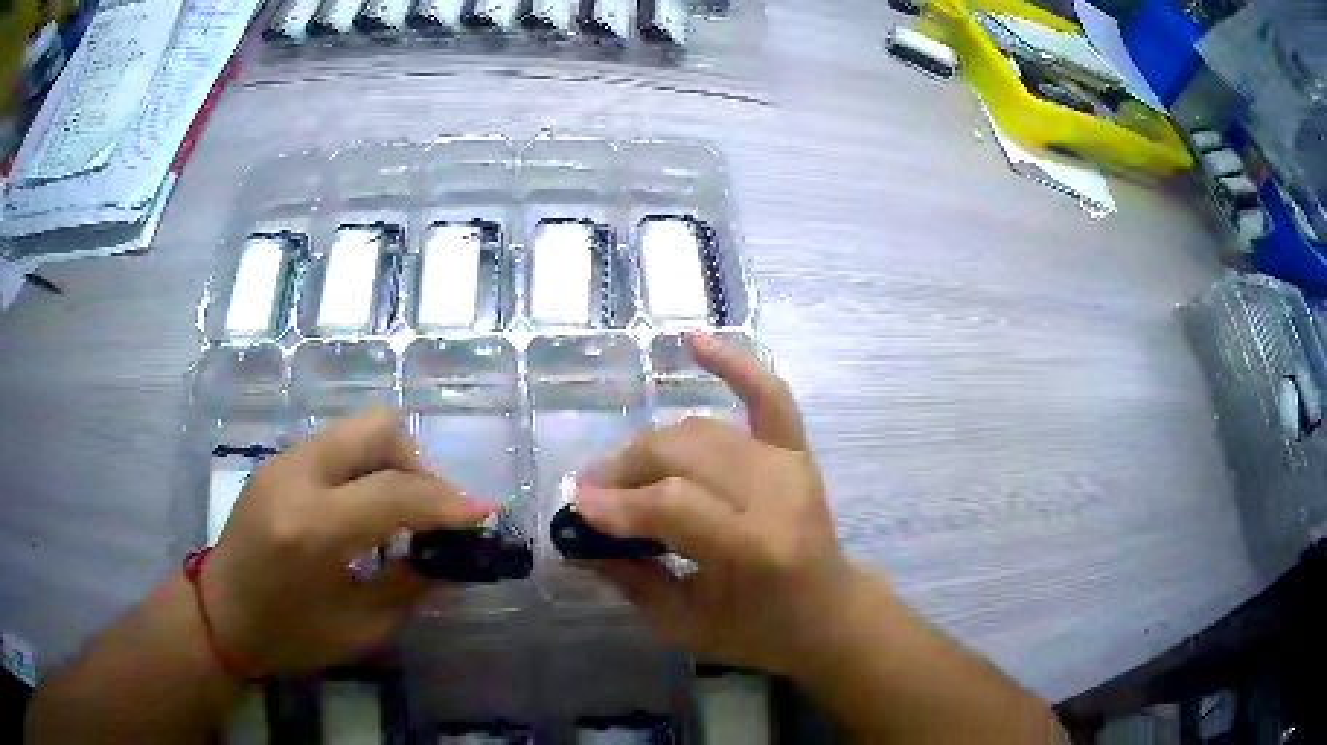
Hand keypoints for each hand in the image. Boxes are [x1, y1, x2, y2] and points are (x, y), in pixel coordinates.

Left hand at [203, 409, 494, 674]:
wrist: (219, 614)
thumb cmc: (286, 635)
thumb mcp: (358, 628)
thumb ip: (409, 586)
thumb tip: (451, 559)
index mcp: (313, 528)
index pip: (395, 493)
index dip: (447, 502)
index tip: (483, 515)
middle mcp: (296, 477)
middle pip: (377, 428)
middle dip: (418, 463)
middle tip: (428, 511)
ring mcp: (282, 461)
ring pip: (357, 429)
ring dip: (391, 463)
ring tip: (396, 514)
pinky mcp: (277, 461)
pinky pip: (337, 446)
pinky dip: (364, 468)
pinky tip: (362, 512)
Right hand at [575, 334, 864, 676]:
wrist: (829, 613)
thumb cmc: (759, 631)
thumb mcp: (685, 625)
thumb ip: (630, 579)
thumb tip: (576, 542)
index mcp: (759, 548)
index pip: (675, 505)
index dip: (620, 503)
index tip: (578, 510)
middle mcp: (779, 494)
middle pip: (685, 455)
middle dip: (626, 469)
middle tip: (590, 490)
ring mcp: (791, 465)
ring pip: (702, 431)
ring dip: (651, 443)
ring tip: (619, 468)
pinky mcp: (797, 451)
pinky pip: (768, 396)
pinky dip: (734, 363)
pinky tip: (693, 340)